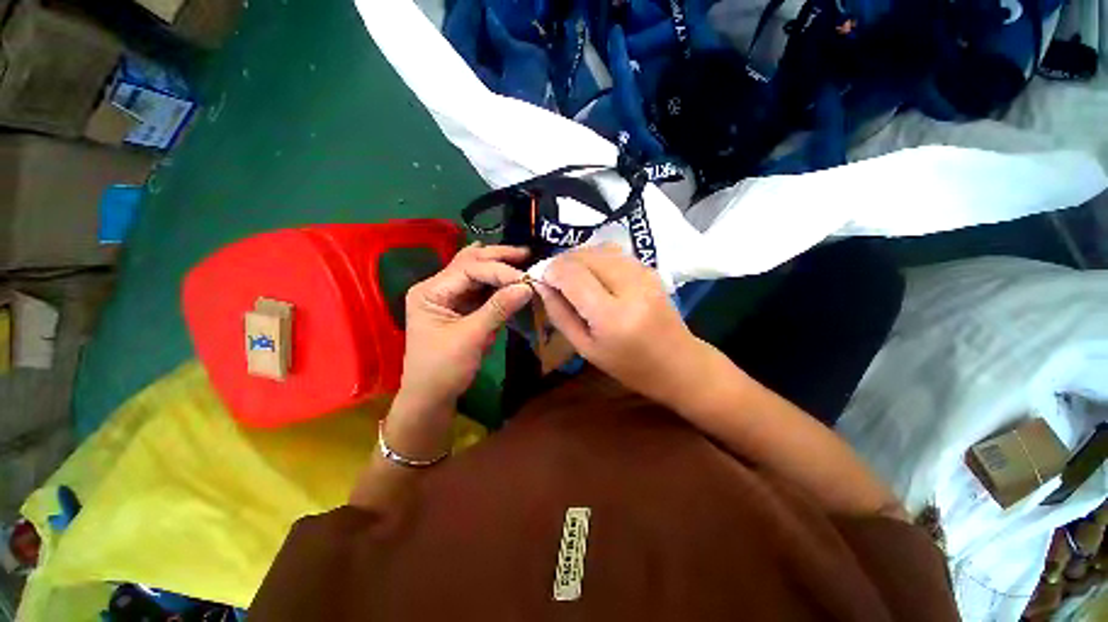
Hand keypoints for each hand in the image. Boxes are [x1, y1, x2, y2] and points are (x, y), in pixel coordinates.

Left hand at [398, 243, 532, 413]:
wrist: (430, 397)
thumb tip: (527, 286)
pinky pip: (481, 288)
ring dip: (499, 266)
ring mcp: (449, 296)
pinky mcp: (460, 307)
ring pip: (476, 272)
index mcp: (431, 291)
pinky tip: (512, 276)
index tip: (526, 278)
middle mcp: (438, 287)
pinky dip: (498, 282)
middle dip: (499, 257)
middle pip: (470, 262)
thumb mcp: (471, 337)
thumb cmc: (443, 369)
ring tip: (523, 259)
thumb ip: (498, 309)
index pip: (469, 269)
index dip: (499, 270)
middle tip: (526, 253)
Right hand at [534, 244, 708, 406]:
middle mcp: (630, 286)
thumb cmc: (629, 366)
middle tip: (553, 279)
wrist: (679, 363)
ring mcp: (644, 273)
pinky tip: (591, 275)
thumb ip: (560, 314)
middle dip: (561, 262)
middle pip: (585, 255)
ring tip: (570, 277)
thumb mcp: (586, 349)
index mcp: (612, 316)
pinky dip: (595, 258)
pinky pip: (613, 252)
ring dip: (577, 258)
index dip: (550, 271)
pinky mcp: (650, 268)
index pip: (572, 274)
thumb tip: (541, 285)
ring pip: (598, 248)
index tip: (541, 280)